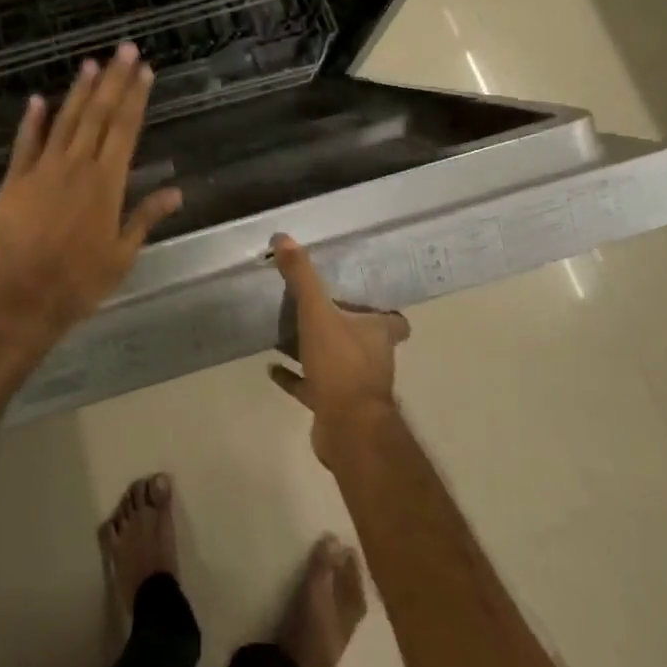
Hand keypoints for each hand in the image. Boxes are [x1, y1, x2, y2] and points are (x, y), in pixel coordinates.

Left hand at [0, 44, 183, 353]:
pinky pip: (25, 143)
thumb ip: (146, 217)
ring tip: (91, 63)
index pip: (125, 129)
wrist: (20, 299)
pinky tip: (39, 98)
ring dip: (79, 91)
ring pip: (65, 121)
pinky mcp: (15, 181)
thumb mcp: (122, 255)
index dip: (135, 97)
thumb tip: (177, 191)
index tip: (144, 70)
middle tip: (124, 49)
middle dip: (113, 80)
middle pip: (98, 115)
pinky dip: (32, 120)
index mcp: (107, 183)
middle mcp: (77, 167)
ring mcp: (43, 170)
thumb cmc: (78, 282)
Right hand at [268, 235, 409, 460]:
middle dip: (343, 326)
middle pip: (363, 338)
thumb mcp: (317, 312)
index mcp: (378, 333)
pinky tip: (273, 368)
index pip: (394, 320)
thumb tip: (284, 238)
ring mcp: (354, 385)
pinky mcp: (334, 407)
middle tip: (316, 308)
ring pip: (337, 362)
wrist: (347, 428)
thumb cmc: (341, 363)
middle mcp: (373, 358)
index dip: (383, 310)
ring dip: (317, 351)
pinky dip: (295, 377)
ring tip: (288, 334)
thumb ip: (303, 276)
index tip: (362, 297)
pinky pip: (312, 387)